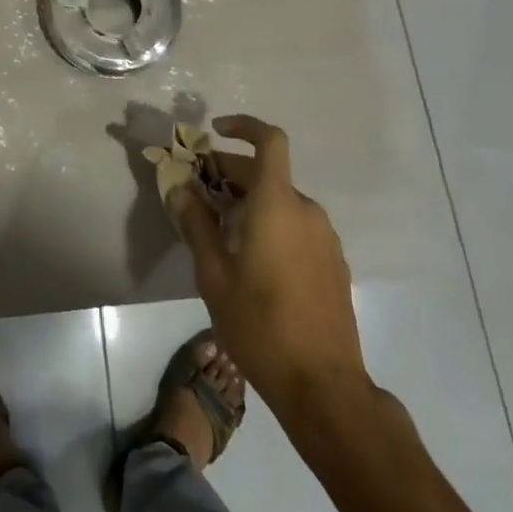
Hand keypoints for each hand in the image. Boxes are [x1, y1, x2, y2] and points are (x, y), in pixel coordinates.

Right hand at [169, 115, 371, 418]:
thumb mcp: (213, 274)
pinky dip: (270, 222)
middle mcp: (306, 211)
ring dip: (249, 200)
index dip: (244, 126)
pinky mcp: (332, 263)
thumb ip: (196, 224)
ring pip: (281, 200)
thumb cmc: (259, 324)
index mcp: (277, 204)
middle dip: (230, 172)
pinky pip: (296, 225)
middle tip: (197, 192)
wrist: (323, 385)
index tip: (215, 132)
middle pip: (267, 172)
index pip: (269, 140)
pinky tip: (250, 257)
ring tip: (218, 229)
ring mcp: (324, 238)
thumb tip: (180, 188)